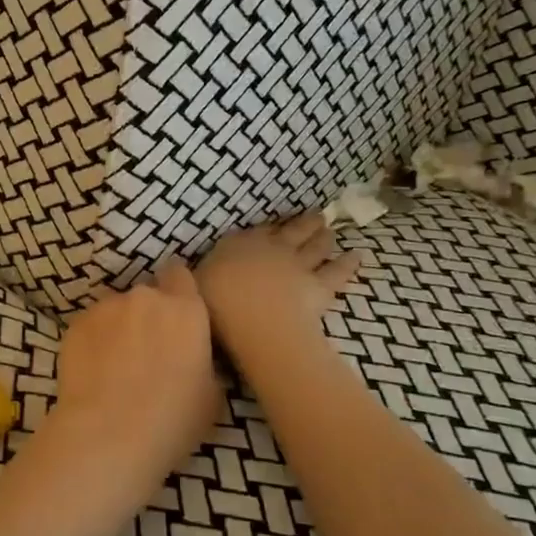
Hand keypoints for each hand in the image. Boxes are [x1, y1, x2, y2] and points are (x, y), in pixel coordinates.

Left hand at [55, 260, 221, 469]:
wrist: (107, 437)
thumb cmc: (171, 422)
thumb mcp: (211, 396)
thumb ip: (203, 361)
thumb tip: (192, 358)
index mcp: (186, 310)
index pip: (181, 276)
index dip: (178, 291)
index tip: (177, 315)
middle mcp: (147, 298)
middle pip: (148, 294)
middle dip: (148, 315)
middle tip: (147, 350)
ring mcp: (107, 307)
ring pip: (116, 309)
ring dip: (119, 327)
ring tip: (115, 364)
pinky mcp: (76, 323)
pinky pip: (91, 325)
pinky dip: (94, 340)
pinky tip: (93, 371)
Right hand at [195, 214, 363, 350]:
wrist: (255, 319)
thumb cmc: (216, 303)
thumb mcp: (193, 286)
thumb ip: (192, 276)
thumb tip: (176, 270)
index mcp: (239, 245)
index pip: (255, 232)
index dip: (267, 229)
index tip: (274, 226)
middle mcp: (271, 248)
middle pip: (291, 231)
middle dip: (302, 224)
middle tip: (315, 216)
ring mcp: (298, 265)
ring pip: (315, 246)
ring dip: (323, 237)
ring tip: (330, 229)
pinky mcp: (319, 286)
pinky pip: (337, 272)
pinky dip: (348, 263)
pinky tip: (358, 256)